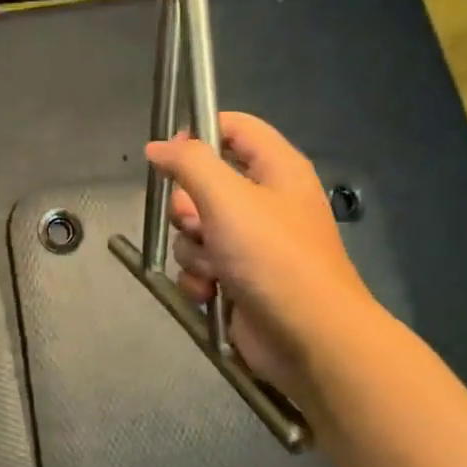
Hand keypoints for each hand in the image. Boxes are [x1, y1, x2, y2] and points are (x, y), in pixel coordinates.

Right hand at [145, 113, 377, 401]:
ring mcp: (252, 243)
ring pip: (196, 229)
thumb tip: (157, 146)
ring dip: (193, 249)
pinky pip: (201, 265)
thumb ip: (189, 163)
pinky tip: (210, 293)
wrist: (310, 339)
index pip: (234, 127)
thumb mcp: (227, 198)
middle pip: (204, 183)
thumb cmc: (273, 257)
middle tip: (196, 223)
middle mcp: (265, 201)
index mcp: (277, 169)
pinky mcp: (240, 278)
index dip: (199, 134)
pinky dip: (199, 278)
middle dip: (187, 207)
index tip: (168, 155)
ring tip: (212, 268)